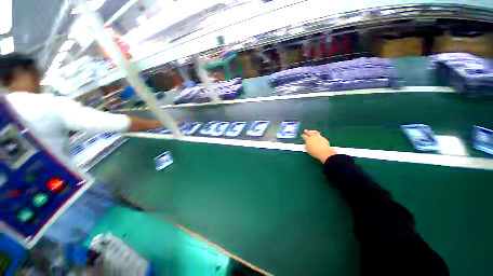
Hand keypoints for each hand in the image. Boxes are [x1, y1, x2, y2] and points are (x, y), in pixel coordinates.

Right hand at [302, 130, 337, 163]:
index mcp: (308, 139)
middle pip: (309, 132)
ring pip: (315, 132)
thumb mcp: (307, 149)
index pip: (305, 136)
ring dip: (313, 132)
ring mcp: (319, 137)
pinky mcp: (324, 138)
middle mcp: (313, 137)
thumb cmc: (314, 152)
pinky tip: (318, 137)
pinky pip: (320, 136)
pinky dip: (318, 136)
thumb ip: (306, 145)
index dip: (303, 135)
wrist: (324, 152)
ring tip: (311, 132)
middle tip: (305, 131)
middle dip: (307, 131)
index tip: (303, 135)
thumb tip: (306, 143)